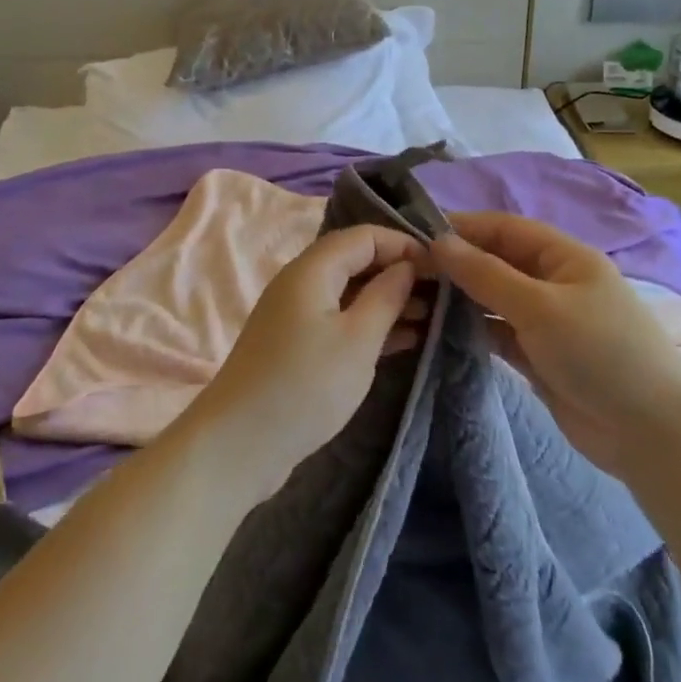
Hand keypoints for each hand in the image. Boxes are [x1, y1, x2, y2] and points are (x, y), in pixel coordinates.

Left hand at [182, 225, 426, 501]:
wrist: (239, 444)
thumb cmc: (305, 385)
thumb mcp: (358, 340)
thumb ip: (386, 296)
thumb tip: (406, 267)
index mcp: (312, 269)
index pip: (364, 236)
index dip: (404, 244)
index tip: (441, 267)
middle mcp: (300, 282)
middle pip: (355, 260)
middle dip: (398, 272)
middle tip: (442, 293)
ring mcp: (295, 315)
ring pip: (349, 293)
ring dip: (387, 300)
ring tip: (430, 318)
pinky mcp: (295, 345)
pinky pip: (339, 320)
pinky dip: (369, 325)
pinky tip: (404, 340)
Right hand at [431, 212, 680, 476]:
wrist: (650, 432)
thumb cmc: (599, 352)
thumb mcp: (540, 307)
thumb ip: (486, 274)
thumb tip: (439, 242)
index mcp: (565, 256)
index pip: (505, 229)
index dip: (464, 227)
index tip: (416, 233)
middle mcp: (553, 282)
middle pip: (497, 261)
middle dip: (457, 263)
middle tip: (408, 270)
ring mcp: (546, 320)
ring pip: (494, 298)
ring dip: (461, 296)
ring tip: (414, 297)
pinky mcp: (538, 356)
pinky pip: (498, 331)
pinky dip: (473, 328)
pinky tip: (439, 329)